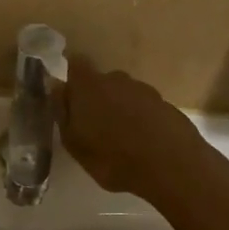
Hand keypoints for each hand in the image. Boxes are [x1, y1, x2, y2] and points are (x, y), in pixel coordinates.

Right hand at [58, 63, 205, 200]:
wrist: (171, 166)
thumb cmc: (112, 157)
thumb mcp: (74, 142)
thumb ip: (62, 112)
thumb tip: (56, 87)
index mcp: (89, 85)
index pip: (75, 63)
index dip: (70, 74)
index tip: (67, 93)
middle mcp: (117, 79)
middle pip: (100, 81)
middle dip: (94, 97)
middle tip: (91, 125)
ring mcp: (145, 90)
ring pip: (123, 94)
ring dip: (118, 109)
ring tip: (117, 138)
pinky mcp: (165, 105)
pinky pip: (143, 108)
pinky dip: (138, 120)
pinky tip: (139, 143)